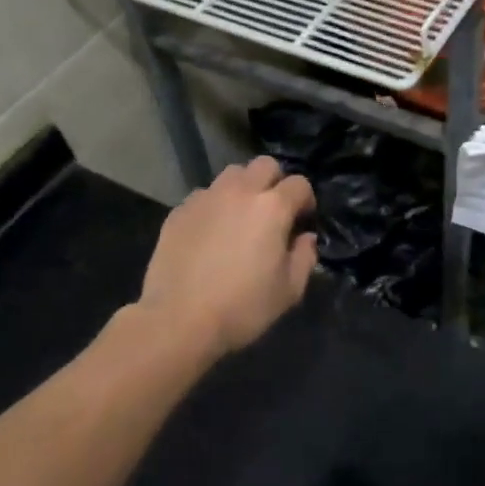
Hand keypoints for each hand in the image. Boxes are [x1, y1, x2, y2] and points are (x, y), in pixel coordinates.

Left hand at [138, 156, 318, 354]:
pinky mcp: (179, 210)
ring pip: (232, 174)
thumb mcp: (289, 290)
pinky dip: (214, 205)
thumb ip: (305, 257)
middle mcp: (240, 191)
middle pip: (265, 165)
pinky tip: (211, 232)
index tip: (302, 222)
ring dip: (243, 187)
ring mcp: (206, 198)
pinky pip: (204, 195)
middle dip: (275, 182)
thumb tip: (305, 238)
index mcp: (272, 207)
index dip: (306, 201)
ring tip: (240, 215)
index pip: (299, 184)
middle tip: (273, 211)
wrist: (178, 320)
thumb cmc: (242, 307)